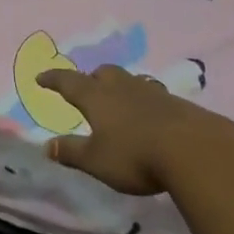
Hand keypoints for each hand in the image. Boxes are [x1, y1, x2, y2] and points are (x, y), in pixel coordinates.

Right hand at [37, 65, 220, 195]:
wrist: (192, 148)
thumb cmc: (135, 154)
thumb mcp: (97, 160)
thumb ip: (72, 152)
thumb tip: (46, 146)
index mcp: (96, 96)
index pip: (68, 82)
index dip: (53, 79)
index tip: (41, 77)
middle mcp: (120, 86)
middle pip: (101, 73)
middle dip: (90, 79)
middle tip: (86, 90)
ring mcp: (148, 90)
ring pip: (126, 80)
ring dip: (117, 87)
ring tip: (116, 102)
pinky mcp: (172, 101)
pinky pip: (149, 93)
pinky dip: (141, 100)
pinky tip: (146, 116)